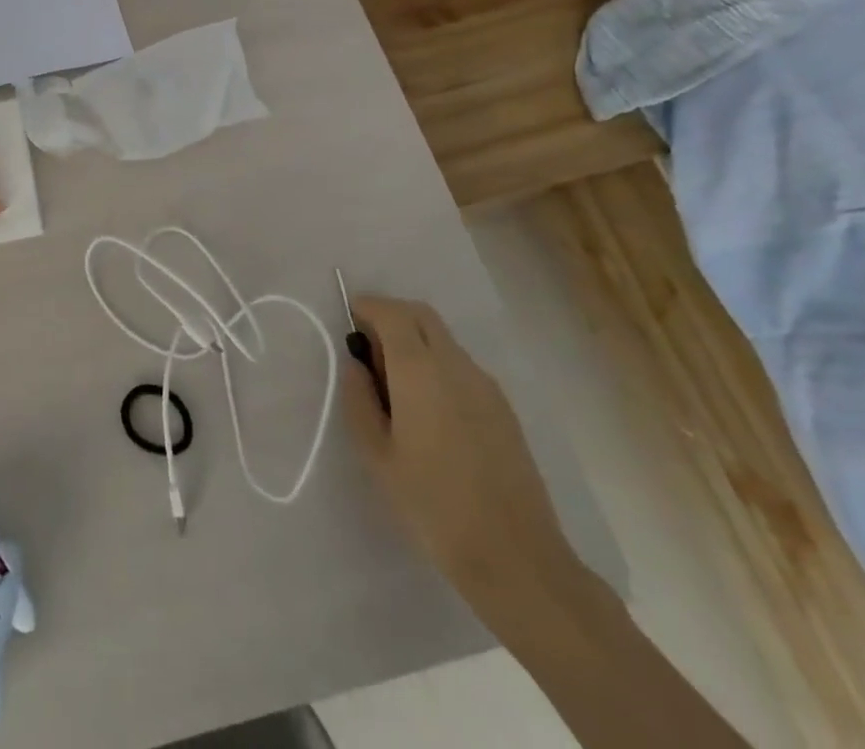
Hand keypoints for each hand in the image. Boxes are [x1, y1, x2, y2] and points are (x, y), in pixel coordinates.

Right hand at [342, 295, 584, 622]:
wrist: (516, 557)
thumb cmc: (433, 505)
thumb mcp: (377, 456)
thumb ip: (359, 400)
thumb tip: (355, 365)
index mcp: (419, 371)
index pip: (391, 313)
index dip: (366, 307)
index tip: (349, 321)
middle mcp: (455, 366)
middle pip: (421, 316)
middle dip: (391, 316)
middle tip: (368, 347)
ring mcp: (486, 386)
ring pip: (443, 340)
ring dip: (415, 341)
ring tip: (396, 385)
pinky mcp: (503, 409)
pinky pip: (461, 366)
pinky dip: (437, 365)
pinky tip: (429, 410)